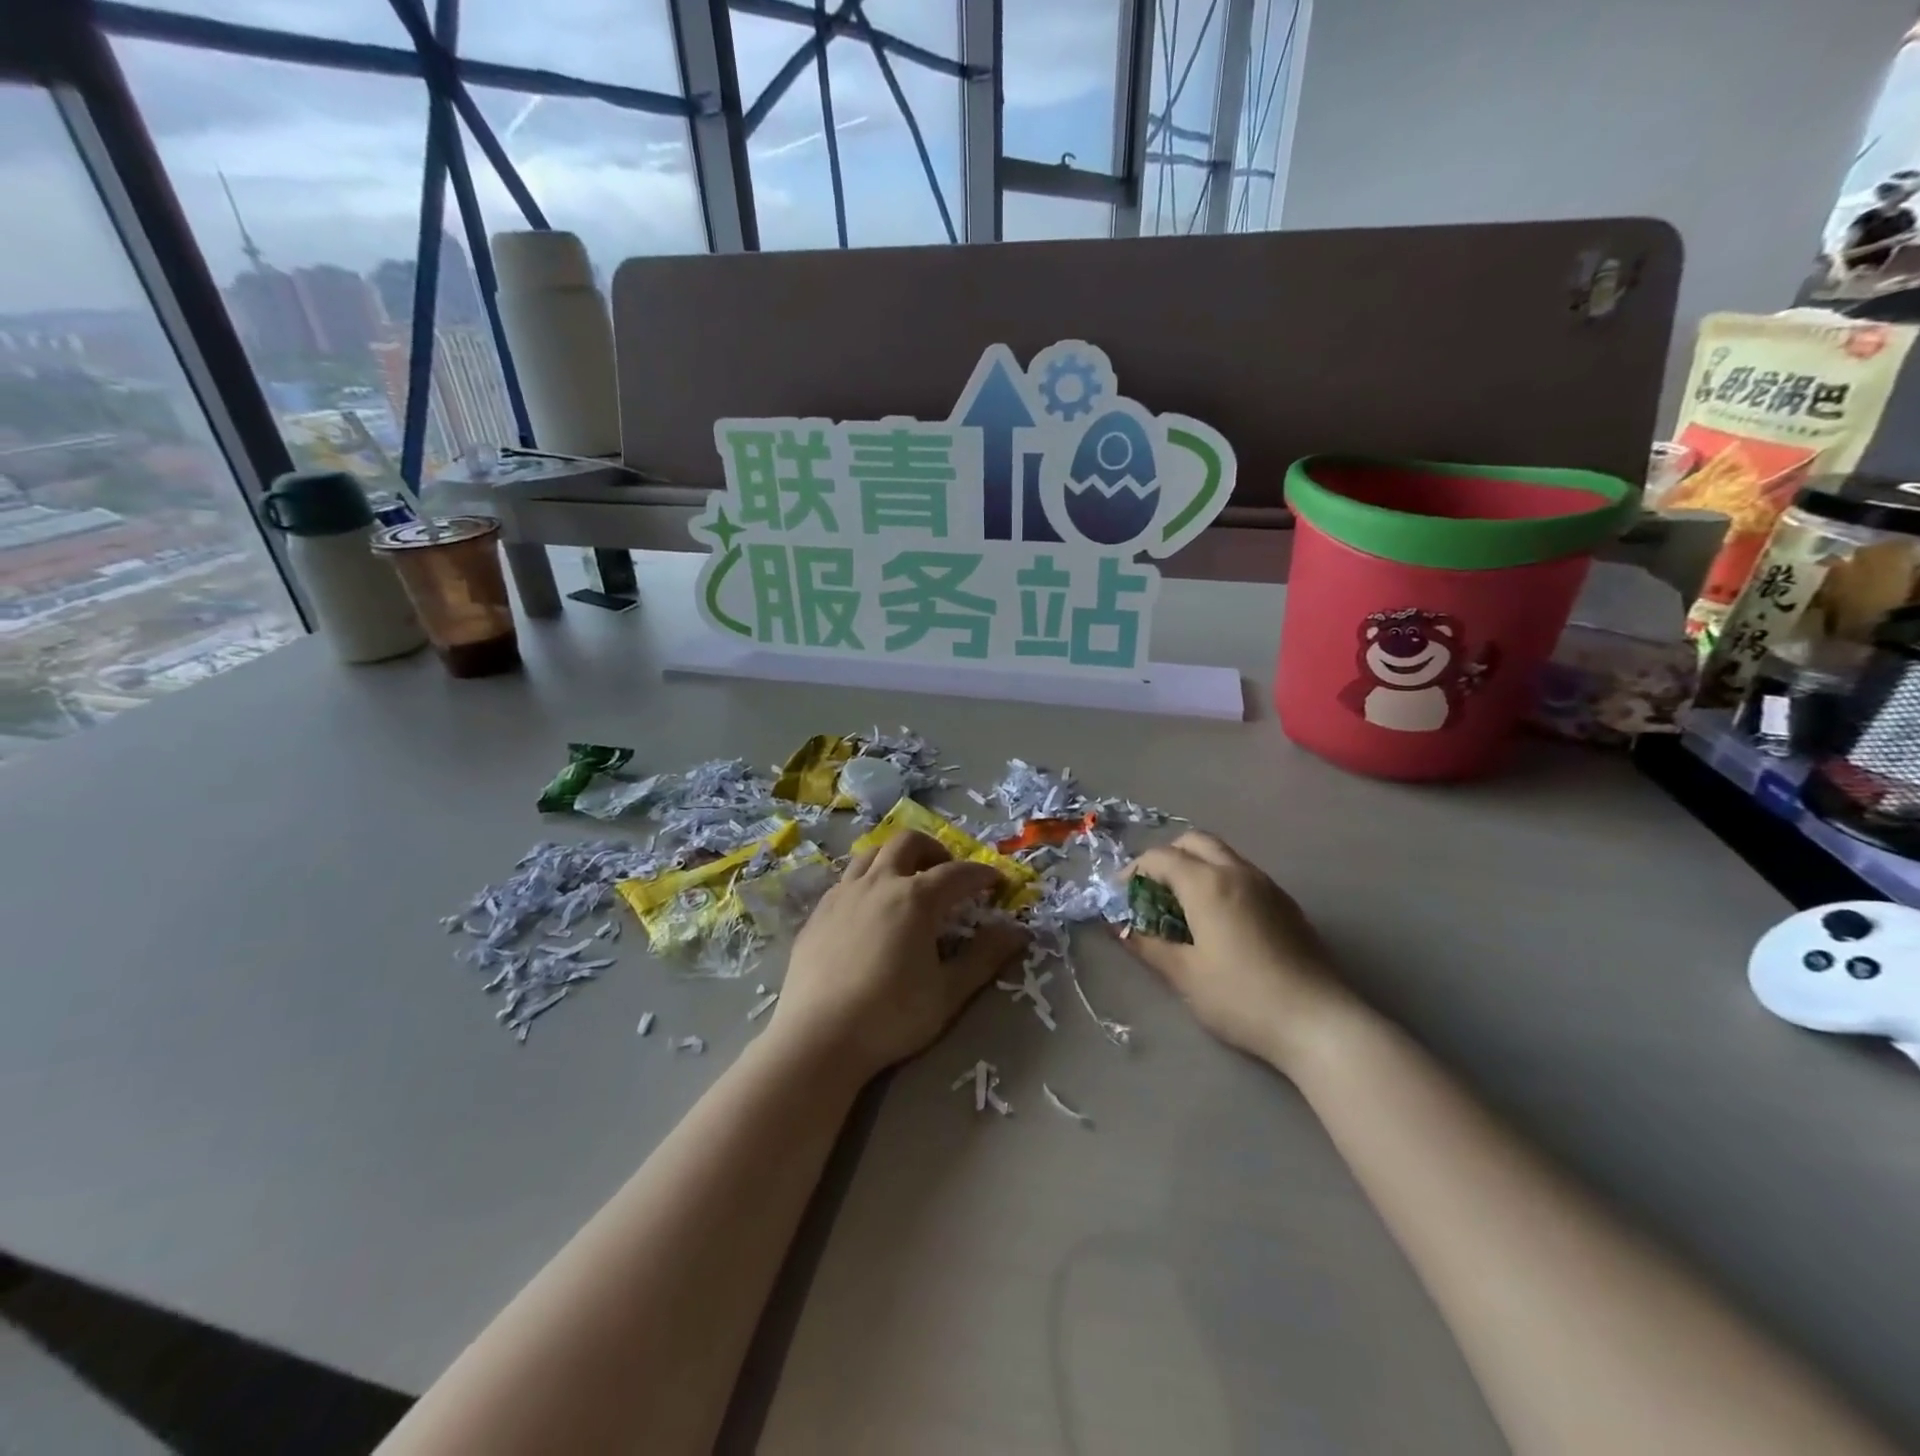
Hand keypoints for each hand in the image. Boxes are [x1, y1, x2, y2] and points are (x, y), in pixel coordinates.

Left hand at [772, 830, 1026, 1079]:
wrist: (818, 1038)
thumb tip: (1017, 931)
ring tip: (907, 881)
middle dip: (935, 850)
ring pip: (872, 852)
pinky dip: (868, 879)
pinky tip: (870, 909)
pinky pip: (847, 878)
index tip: (997, 882)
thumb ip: (984, 957)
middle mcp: (879, 883)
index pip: (958, 873)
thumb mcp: (949, 992)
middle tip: (947, 874)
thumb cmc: (891, 1016)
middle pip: (909, 842)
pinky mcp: (819, 912)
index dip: (982, 874)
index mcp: (916, 899)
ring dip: (897, 857)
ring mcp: (843, 894)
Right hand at [1119, 831, 1352, 1071]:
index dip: (1135, 871)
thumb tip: (1121, 928)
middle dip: (1167, 857)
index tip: (1122, 896)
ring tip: (1183, 906)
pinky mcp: (1286, 904)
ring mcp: (1267, 885)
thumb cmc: (1241, 998)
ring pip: (1222, 855)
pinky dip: (1220, 880)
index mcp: (1206, 883)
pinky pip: (1243, 874)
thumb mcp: (1184, 975)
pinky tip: (1219, 920)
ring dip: (1195, 866)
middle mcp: (1237, 871)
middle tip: (1152, 891)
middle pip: (1194, 842)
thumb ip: (1148, 945)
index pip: (1160, 857)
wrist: (1318, 1023)